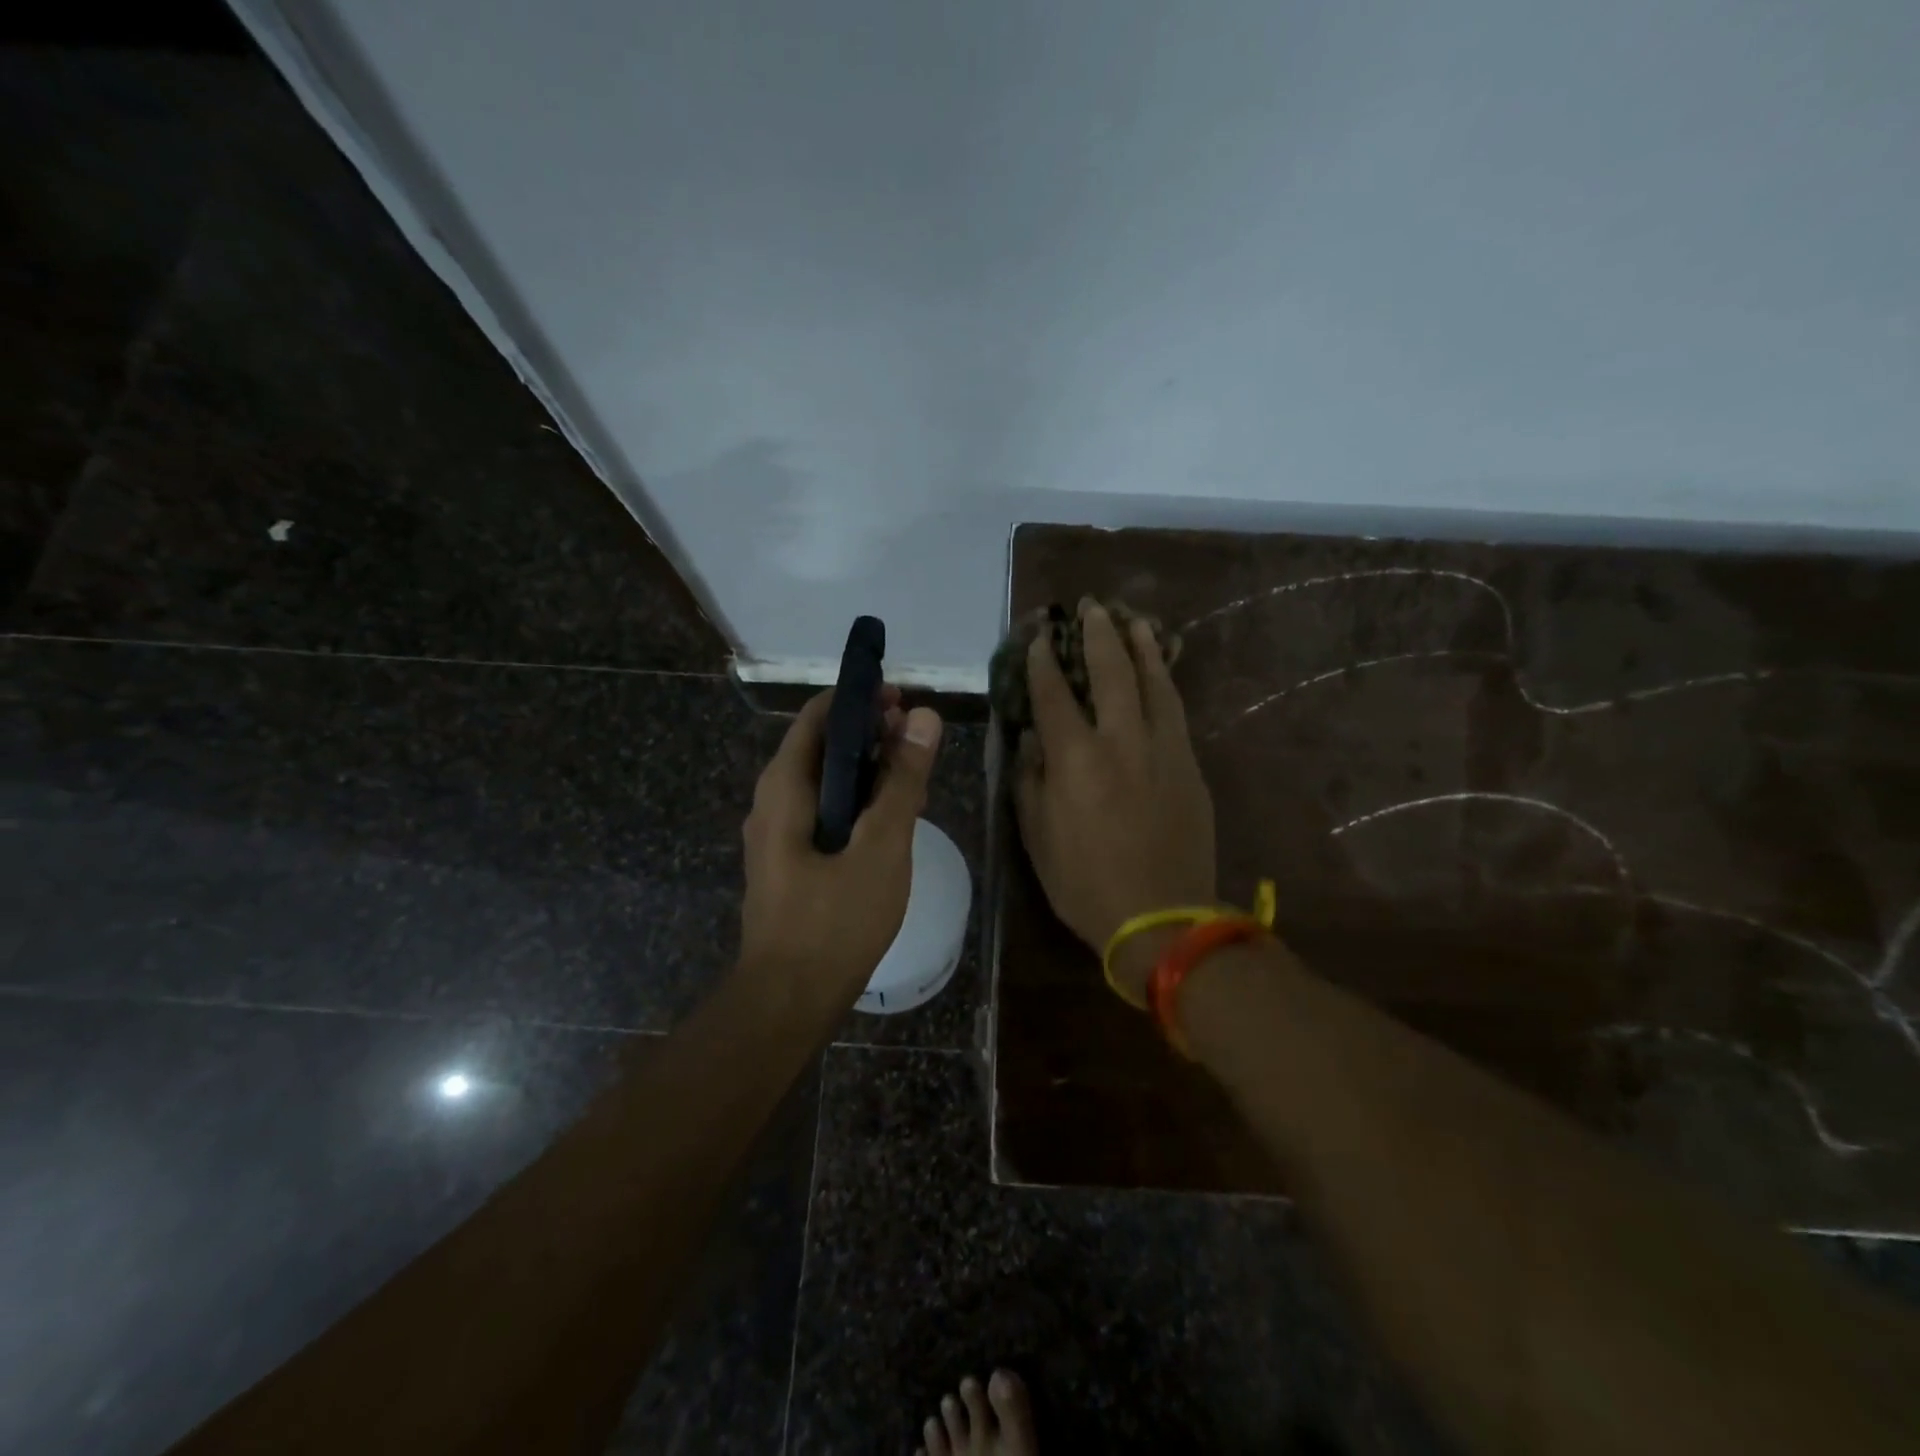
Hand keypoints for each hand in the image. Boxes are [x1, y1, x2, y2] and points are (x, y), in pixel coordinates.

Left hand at [739, 687, 943, 1006]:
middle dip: (869, 734)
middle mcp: (772, 801)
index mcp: (784, 787)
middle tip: (917, 740)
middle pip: (821, 746)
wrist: (789, 1001)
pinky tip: (889, 819)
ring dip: (867, 769)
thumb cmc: (835, 920)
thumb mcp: (881, 846)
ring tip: (912, 775)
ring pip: (825, 781)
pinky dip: (856, 801)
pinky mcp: (789, 861)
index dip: (860, 699)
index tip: (903, 701)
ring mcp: (777, 834)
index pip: (818, 715)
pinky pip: (823, 812)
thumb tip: (924, 716)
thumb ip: (903, 781)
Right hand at [1014, 600, 1216, 1003]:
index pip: (1054, 695)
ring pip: (1153, 682)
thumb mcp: (1037, 837)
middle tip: (1090, 606)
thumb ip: (1031, 781)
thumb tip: (1031, 741)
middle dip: (1097, 634)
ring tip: (1133, 618)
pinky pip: (1175, 710)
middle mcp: (1120, 741)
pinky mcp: (1189, 764)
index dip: (1042, 662)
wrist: (1162, 917)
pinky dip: (1165, 681)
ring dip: (1140, 646)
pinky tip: (1160, 670)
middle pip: (1110, 672)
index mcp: (1075, 759)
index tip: (1037, 637)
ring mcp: (1162, 749)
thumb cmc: (1085, 883)